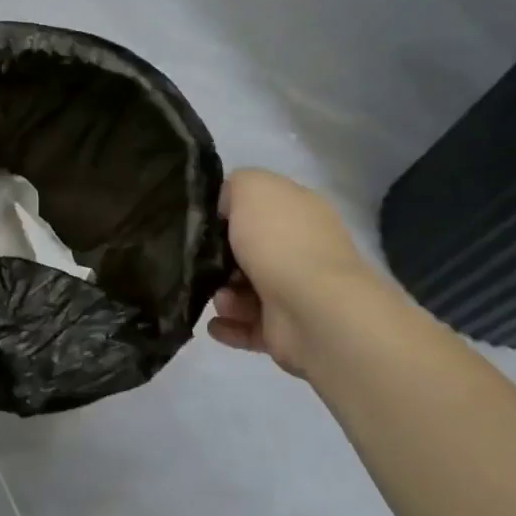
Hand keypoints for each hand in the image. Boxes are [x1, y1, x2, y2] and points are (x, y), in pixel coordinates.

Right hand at [207, 168, 377, 376]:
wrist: (313, 310)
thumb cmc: (279, 242)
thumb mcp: (252, 187)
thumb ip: (235, 185)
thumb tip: (227, 205)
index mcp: (299, 213)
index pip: (260, 207)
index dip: (229, 212)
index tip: (203, 221)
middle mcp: (301, 250)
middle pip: (248, 251)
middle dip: (220, 259)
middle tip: (203, 263)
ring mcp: (296, 292)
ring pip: (244, 290)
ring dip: (223, 294)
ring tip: (219, 299)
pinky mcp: (287, 330)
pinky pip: (248, 326)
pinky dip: (228, 325)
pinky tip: (215, 324)